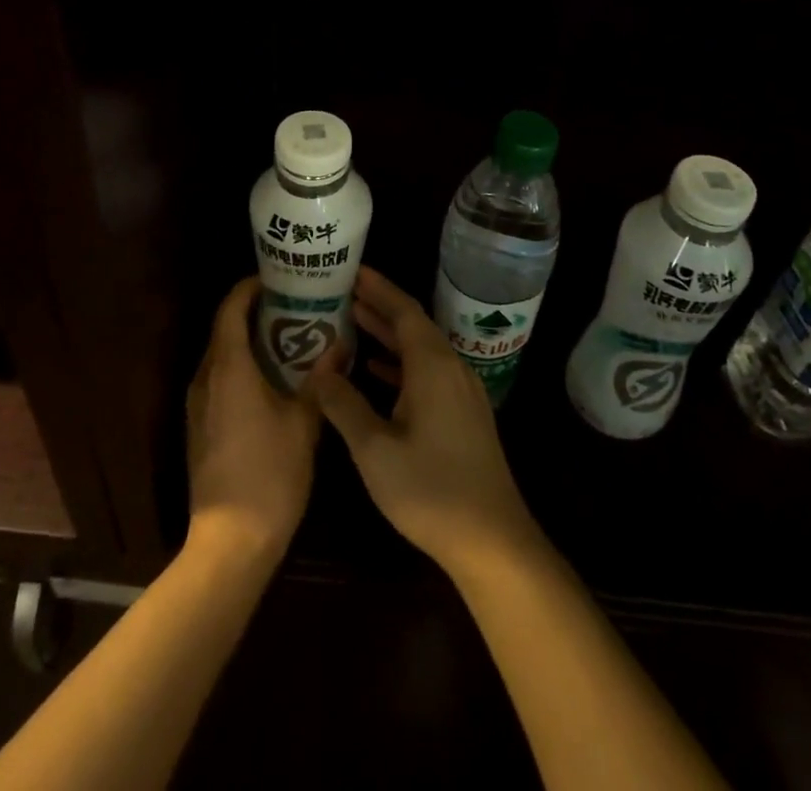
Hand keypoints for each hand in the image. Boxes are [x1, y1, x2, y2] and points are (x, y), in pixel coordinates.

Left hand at [185, 276, 321, 557]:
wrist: (230, 542)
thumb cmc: (270, 474)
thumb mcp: (305, 423)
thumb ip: (321, 379)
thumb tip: (340, 344)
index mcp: (228, 368)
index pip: (230, 309)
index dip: (249, 288)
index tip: (276, 279)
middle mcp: (205, 378)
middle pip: (224, 329)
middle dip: (254, 312)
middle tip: (293, 305)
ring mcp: (198, 405)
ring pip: (221, 356)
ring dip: (248, 341)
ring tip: (288, 337)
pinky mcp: (199, 427)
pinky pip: (219, 380)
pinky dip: (242, 367)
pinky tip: (272, 379)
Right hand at [312, 267, 543, 577]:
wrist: (492, 540)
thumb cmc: (430, 490)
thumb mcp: (374, 449)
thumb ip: (343, 404)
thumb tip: (317, 369)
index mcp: (432, 365)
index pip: (403, 310)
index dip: (377, 287)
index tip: (351, 270)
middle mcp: (451, 367)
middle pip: (413, 324)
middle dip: (379, 306)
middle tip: (343, 290)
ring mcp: (462, 390)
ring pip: (421, 348)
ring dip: (389, 334)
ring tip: (353, 321)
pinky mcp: (464, 413)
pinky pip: (429, 371)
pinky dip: (402, 363)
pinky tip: (378, 371)